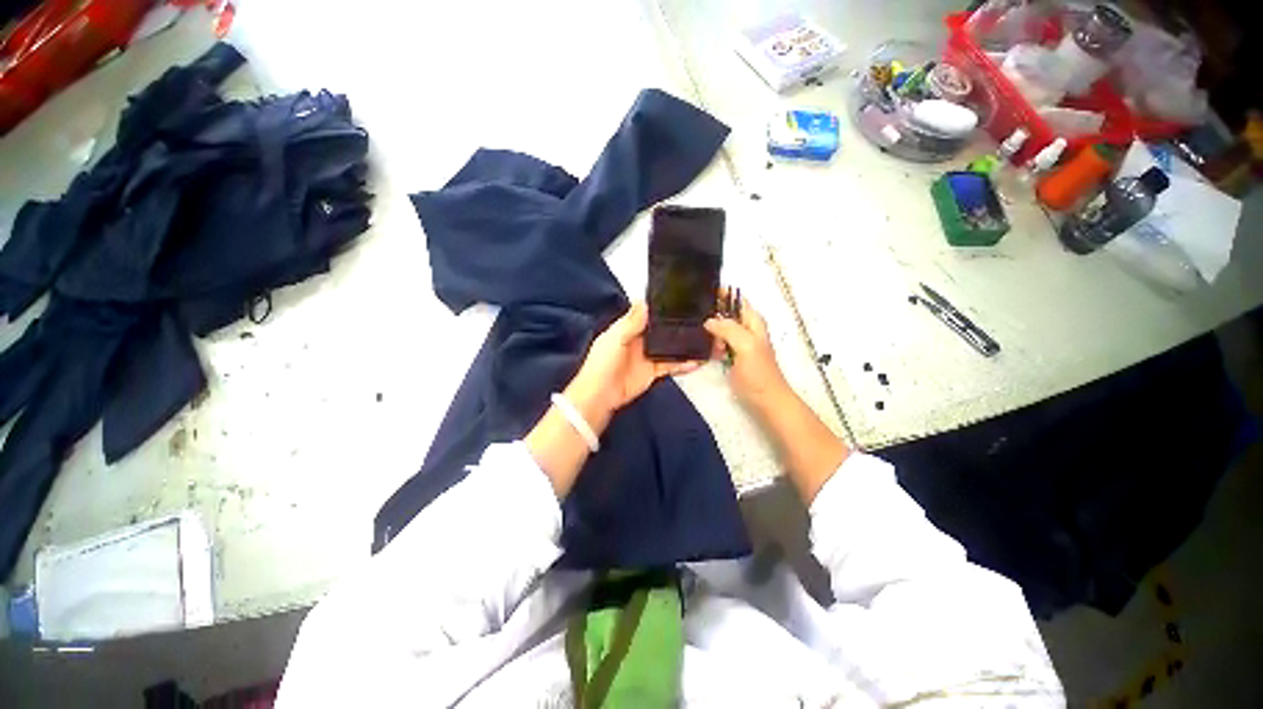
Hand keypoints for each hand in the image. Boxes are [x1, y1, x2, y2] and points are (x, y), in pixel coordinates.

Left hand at [564, 303, 701, 430]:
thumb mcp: (615, 338)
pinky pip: (671, 365)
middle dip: (678, 326)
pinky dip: (683, 364)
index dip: (662, 308)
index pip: (647, 314)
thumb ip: (631, 321)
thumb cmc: (602, 364)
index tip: (681, 300)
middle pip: (662, 330)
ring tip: (704, 340)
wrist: (600, 396)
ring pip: (670, 347)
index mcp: (627, 328)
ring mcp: (648, 356)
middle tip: (701, 320)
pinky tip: (697, 361)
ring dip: (684, 345)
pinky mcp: (654, 372)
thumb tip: (645, 301)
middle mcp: (639, 340)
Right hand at [704, 291, 790, 411]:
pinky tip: (698, 343)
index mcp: (752, 321)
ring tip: (692, 328)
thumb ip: (729, 329)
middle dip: (710, 310)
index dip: (721, 292)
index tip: (700, 290)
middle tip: (691, 312)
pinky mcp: (730, 355)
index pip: (736, 298)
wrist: (765, 400)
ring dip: (708, 327)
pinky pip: (717, 342)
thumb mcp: (746, 346)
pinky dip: (709, 341)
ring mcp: (737, 342)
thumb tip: (709, 320)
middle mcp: (744, 328)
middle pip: (725, 311)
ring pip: (719, 327)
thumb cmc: (758, 373)